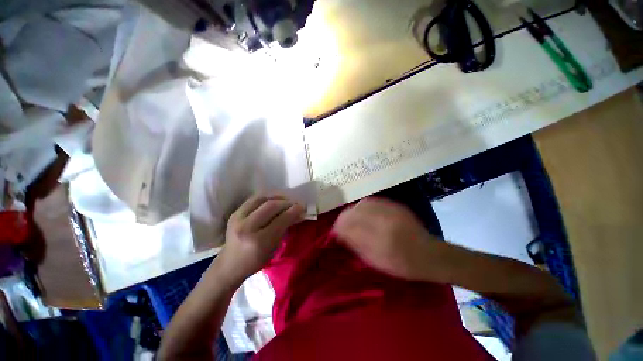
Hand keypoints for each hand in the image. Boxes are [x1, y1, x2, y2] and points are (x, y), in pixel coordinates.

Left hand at [216, 194, 303, 285]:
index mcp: (258, 241)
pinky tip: (275, 199)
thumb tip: (297, 213)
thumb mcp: (273, 248)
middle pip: (271, 206)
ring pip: (262, 198)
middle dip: (287, 202)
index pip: (280, 220)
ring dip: (277, 196)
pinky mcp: (235, 213)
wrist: (229, 264)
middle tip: (296, 203)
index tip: (302, 207)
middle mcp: (246, 227)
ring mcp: (238, 218)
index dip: (293, 211)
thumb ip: (285, 228)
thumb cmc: (255, 261)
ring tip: (286, 199)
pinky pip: (254, 198)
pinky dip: (267, 196)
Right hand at [333, 198, 440, 280]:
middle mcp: (384, 222)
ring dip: (352, 211)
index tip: (334, 230)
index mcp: (379, 241)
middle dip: (343, 218)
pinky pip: (372, 201)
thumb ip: (356, 245)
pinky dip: (362, 206)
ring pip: (362, 205)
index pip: (351, 228)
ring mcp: (390, 211)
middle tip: (340, 224)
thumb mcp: (377, 261)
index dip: (339, 227)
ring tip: (349, 217)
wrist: (430, 254)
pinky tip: (361, 211)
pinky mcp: (395, 206)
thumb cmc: (402, 265)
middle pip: (354, 213)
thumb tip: (339, 234)